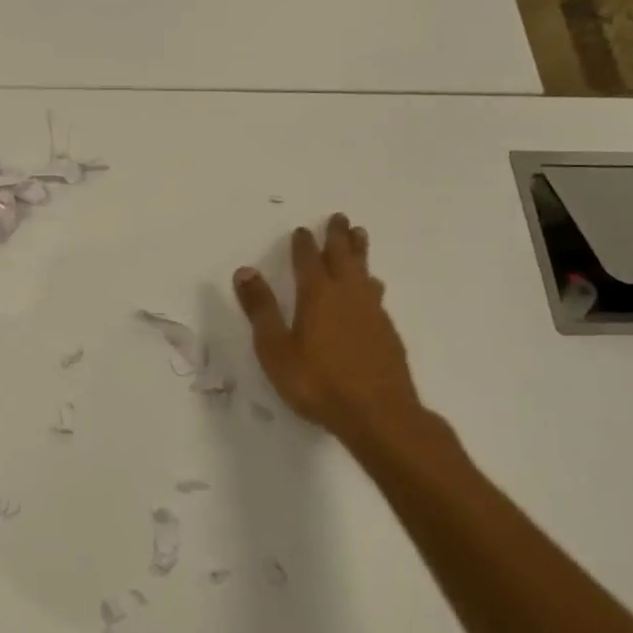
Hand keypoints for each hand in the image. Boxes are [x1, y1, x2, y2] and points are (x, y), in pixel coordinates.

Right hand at [233, 213, 460, 466]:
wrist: (379, 414)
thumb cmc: (317, 382)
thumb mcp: (275, 348)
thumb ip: (261, 309)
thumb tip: (245, 271)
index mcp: (317, 295)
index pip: (308, 260)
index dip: (303, 244)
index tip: (302, 230)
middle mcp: (347, 295)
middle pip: (343, 257)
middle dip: (338, 236)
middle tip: (339, 217)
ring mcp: (371, 312)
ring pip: (364, 272)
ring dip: (359, 252)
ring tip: (360, 237)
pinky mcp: (387, 332)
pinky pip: (376, 294)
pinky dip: (370, 281)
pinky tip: (373, 288)